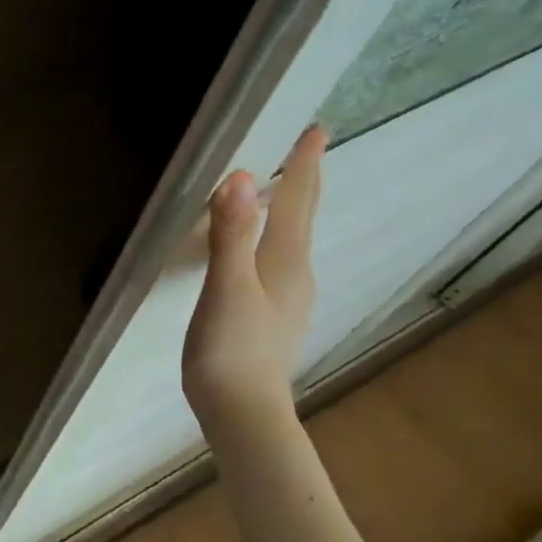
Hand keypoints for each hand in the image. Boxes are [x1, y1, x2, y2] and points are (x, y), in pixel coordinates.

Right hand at [183, 126, 326, 433]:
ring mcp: (288, 297)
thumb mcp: (226, 288)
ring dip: (291, 207)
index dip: (303, 164)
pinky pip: (279, 258)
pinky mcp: (274, 314)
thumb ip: (231, 235)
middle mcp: (295, 273)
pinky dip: (275, 236)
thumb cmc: (231, 349)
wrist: (243, 413)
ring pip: (292, 238)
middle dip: (304, 180)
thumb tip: (239, 178)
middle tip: (305, 148)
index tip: (315, 128)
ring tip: (281, 188)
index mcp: (285, 261)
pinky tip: (262, 246)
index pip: (297, 201)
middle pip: (302, 217)